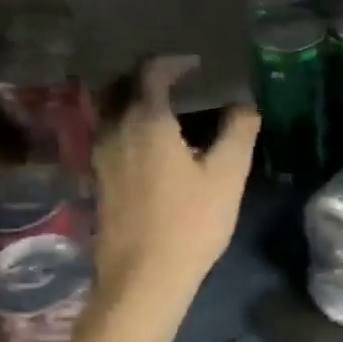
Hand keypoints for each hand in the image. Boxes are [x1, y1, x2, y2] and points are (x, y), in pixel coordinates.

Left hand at [91, 57, 257, 341]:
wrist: (144, 278)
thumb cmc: (190, 223)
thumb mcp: (227, 176)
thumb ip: (238, 132)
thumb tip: (244, 104)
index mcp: (145, 121)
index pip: (151, 72)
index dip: (174, 63)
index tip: (196, 66)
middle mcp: (114, 130)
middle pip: (123, 88)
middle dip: (150, 80)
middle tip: (179, 84)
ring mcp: (100, 157)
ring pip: (114, 114)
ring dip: (138, 105)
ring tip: (169, 117)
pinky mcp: (98, 181)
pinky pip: (112, 139)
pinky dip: (131, 130)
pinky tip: (153, 151)